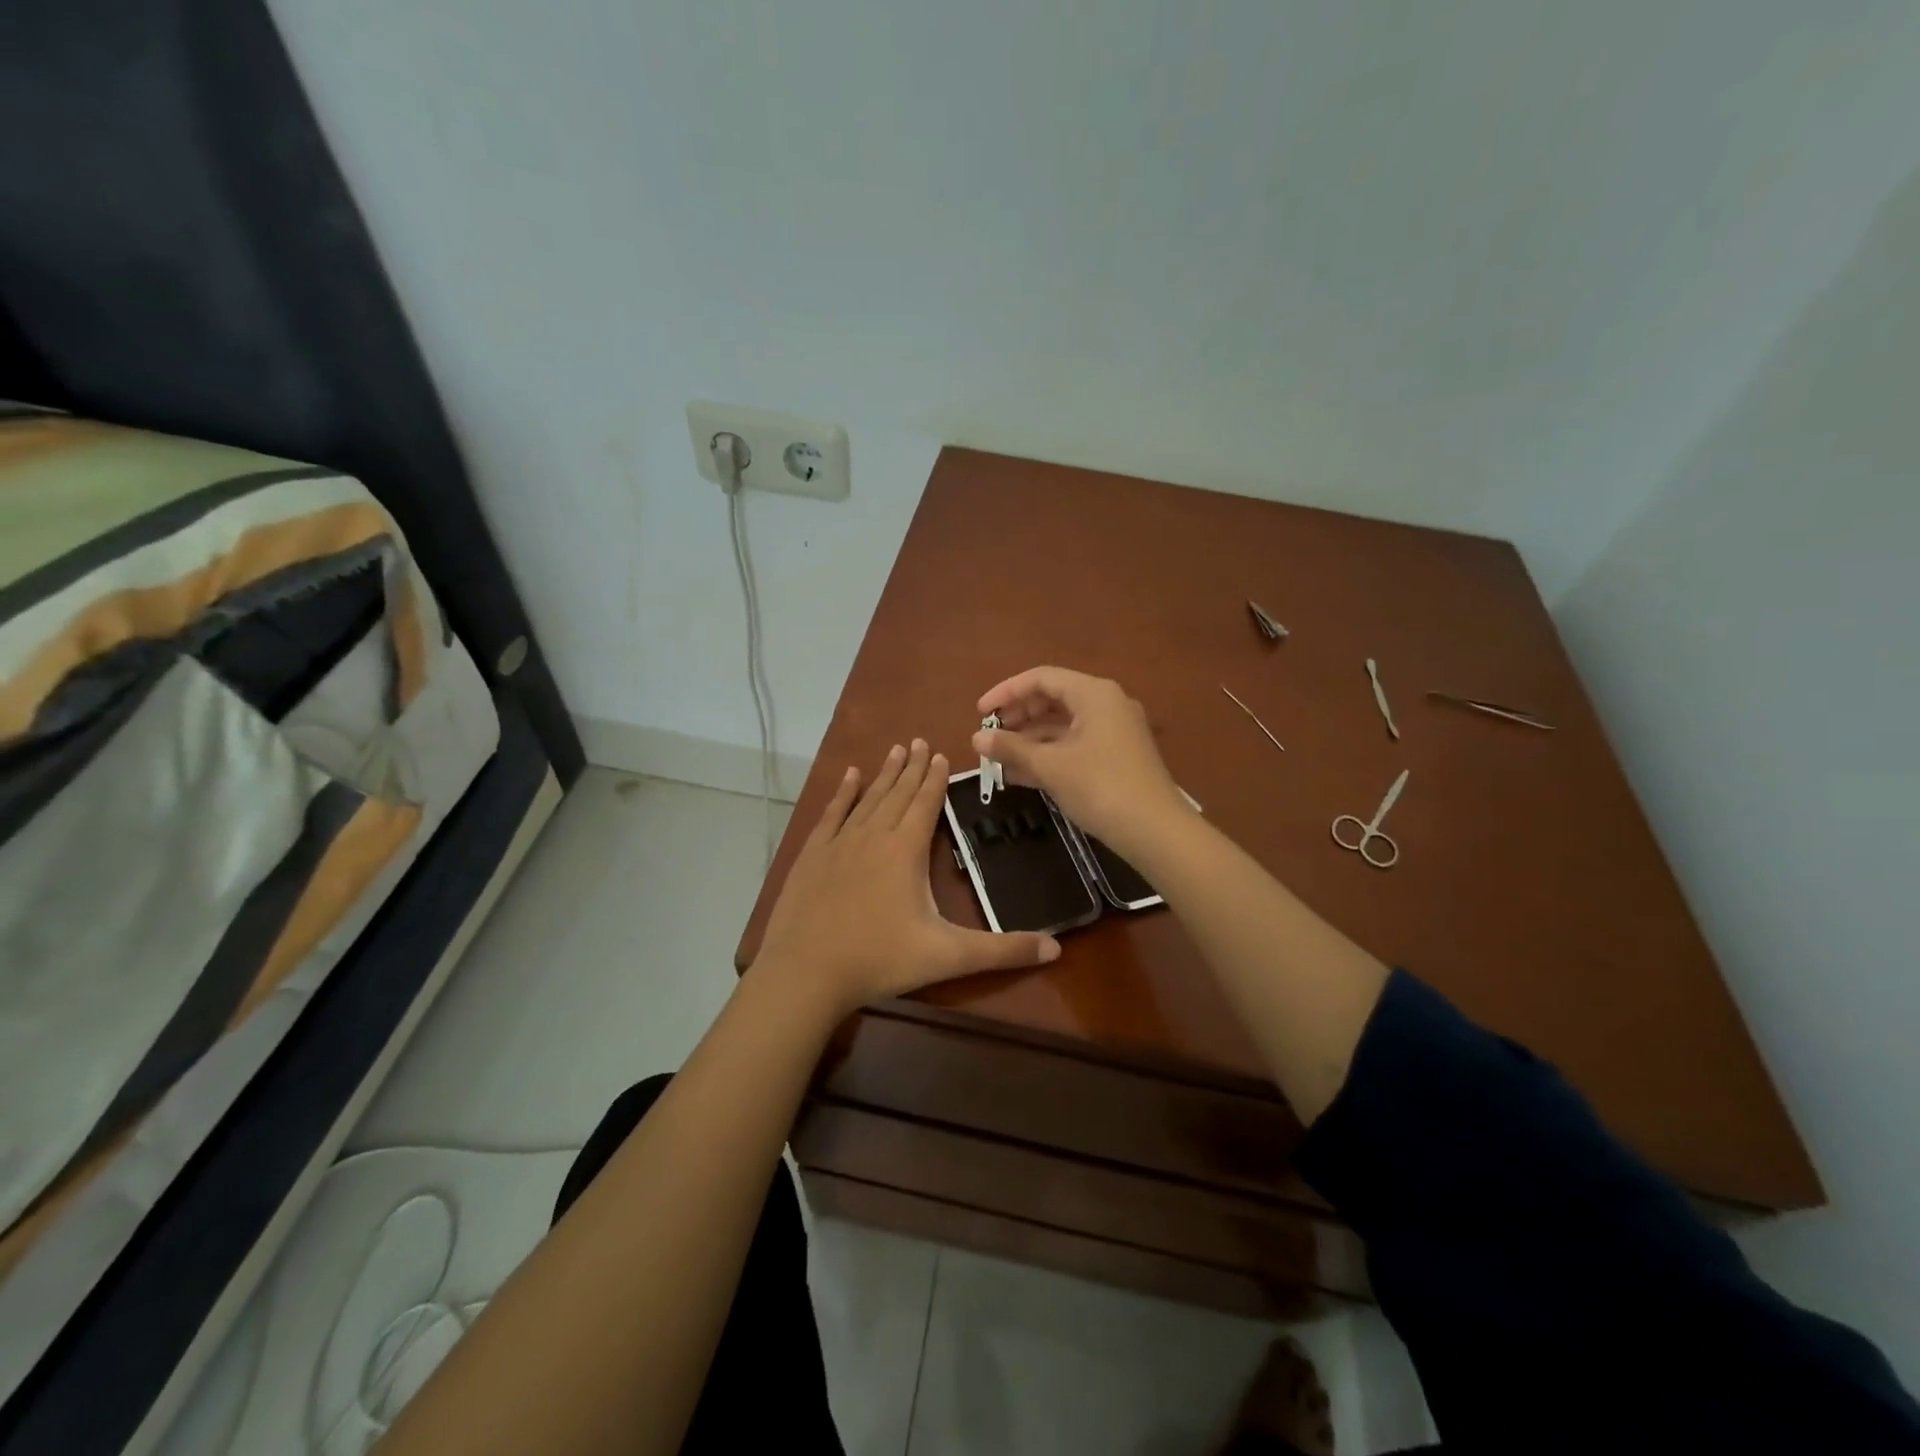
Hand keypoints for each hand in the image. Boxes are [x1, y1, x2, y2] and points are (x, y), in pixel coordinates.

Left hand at [755, 739, 1060, 1016]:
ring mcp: (839, 842)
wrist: (805, 972)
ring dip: (883, 774)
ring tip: (895, 750)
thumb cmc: (880, 959)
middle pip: (897, 793)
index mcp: (905, 849)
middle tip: (920, 741)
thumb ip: (1002, 951)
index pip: (926, 803)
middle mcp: (873, 835)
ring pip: (867, 798)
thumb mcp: (948, 957)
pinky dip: (842, 793)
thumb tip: (1056, 949)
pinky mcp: (812, 855)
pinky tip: (848, 777)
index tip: (941, 753)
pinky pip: (832, 813)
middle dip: (912, 767)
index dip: (936, 778)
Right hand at [974, 667, 1186, 858]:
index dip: (1006, 692)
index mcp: (1093, 694)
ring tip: (998, 758)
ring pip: (1062, 725)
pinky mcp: (1116, 756)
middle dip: (1018, 716)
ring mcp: (1114, 731)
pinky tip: (1020, 775)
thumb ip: (1011, 748)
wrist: (1156, 831)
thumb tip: (976, 738)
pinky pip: (1074, 745)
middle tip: (990, 736)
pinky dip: (1048, 755)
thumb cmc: (1100, 787)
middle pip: (1052, 699)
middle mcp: (1106, 704)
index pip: (1041, 678)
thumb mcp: (1050, 766)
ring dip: (1029, 739)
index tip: (979, 713)